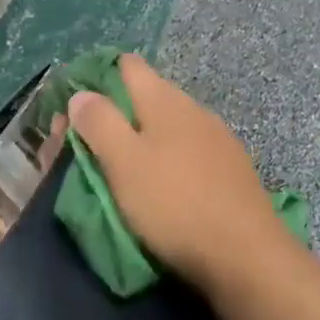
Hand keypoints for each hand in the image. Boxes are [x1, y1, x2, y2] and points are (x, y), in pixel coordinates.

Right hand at [66, 54, 287, 293]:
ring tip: (121, 168)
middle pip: (148, 95)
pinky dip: (168, 160)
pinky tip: (162, 184)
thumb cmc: (174, 203)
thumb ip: (100, 123)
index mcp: (164, 100)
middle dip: (116, 114)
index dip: (98, 76)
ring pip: (170, 126)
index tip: (74, 104)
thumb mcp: (124, 162)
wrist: (245, 254)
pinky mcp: (231, 170)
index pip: (128, 66)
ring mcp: (218, 139)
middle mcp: (194, 109)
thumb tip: (82, 94)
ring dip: (143, 139)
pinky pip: (189, 152)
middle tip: (87, 146)